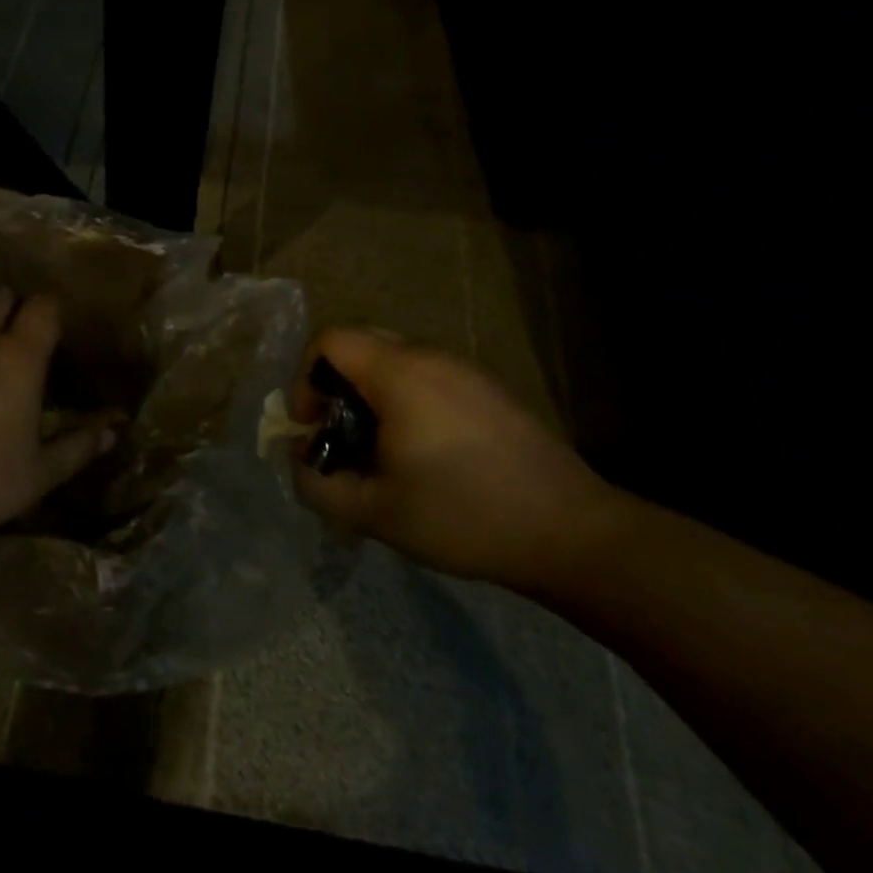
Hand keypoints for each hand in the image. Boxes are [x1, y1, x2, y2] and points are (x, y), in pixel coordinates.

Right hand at [290, 328, 622, 590]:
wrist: (570, 532)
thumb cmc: (463, 515)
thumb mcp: (374, 512)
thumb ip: (318, 486)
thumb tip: (302, 463)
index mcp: (399, 374)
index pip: (330, 340)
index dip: (305, 378)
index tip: (313, 426)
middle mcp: (431, 357)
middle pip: (361, 345)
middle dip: (335, 388)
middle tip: (341, 439)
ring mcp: (466, 371)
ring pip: (396, 363)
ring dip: (371, 397)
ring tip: (382, 453)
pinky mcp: (490, 391)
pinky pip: (429, 378)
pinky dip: (407, 402)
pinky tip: (427, 456)